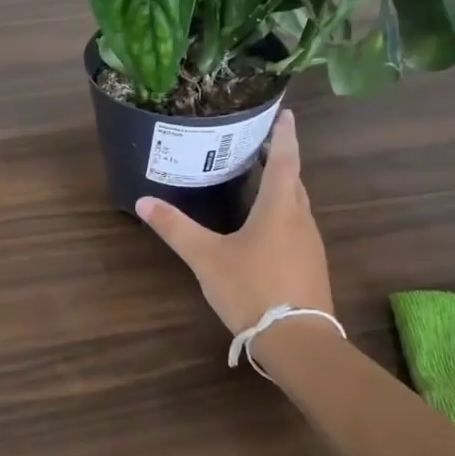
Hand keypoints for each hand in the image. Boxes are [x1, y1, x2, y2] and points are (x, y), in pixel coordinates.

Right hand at [136, 110, 334, 338]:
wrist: (298, 341)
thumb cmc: (252, 289)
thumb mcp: (206, 257)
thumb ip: (175, 228)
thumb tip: (143, 200)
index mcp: (279, 208)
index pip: (285, 160)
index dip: (284, 135)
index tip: (285, 113)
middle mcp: (300, 220)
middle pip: (293, 181)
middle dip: (280, 160)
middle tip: (259, 145)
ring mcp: (310, 245)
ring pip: (296, 206)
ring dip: (282, 189)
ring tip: (259, 181)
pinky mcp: (311, 267)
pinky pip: (296, 228)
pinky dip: (282, 214)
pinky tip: (264, 229)